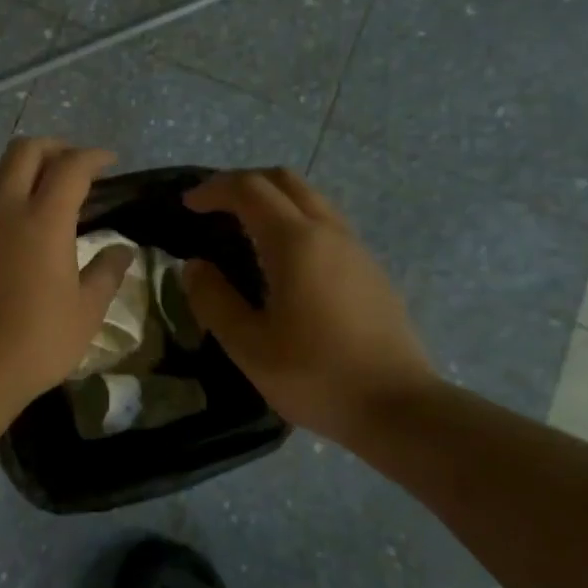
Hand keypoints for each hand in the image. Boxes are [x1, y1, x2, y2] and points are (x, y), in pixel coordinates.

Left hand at [0, 138, 135, 411]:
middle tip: (73, 166)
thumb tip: (121, 250)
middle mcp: (5, 210)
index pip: (70, 167)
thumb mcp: (85, 312)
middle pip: (24, 151)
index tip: (109, 162)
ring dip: (18, 167)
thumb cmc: (37, 341)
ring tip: (38, 189)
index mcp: (44, 219)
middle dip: (53, 147)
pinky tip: (13, 227)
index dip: (93, 157)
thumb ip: (106, 274)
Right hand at [181, 169, 435, 442]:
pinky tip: (284, 259)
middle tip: (214, 205)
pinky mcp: (370, 269)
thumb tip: (194, 267)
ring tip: (244, 228)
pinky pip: (327, 223)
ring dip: (273, 199)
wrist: (399, 408)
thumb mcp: (249, 346)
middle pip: (284, 180)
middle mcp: (328, 232)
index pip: (249, 189)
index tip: (188, 204)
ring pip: (310, 198)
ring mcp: (355, 248)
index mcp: (296, 242)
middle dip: (244, 182)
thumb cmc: (316, 376)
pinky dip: (295, 220)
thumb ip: (214, 300)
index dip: (213, 189)